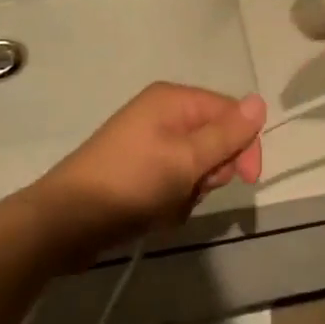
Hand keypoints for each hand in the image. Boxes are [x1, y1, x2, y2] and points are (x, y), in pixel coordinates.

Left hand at [36, 83, 264, 258]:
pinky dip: (171, 202)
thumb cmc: (130, 183)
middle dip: (210, 172)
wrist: (63, 223)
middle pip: (215, 141)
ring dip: (190, 192)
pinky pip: (174, 183)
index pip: (230, 112)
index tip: (245, 180)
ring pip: (196, 168)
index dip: (243, 145)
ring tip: (165, 206)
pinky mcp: (138, 171)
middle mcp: (163, 115)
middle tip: (189, 188)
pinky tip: (152, 215)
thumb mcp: (186, 159)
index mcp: (174, 100)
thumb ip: (227, 134)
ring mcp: (149, 143)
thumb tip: (261, 101)